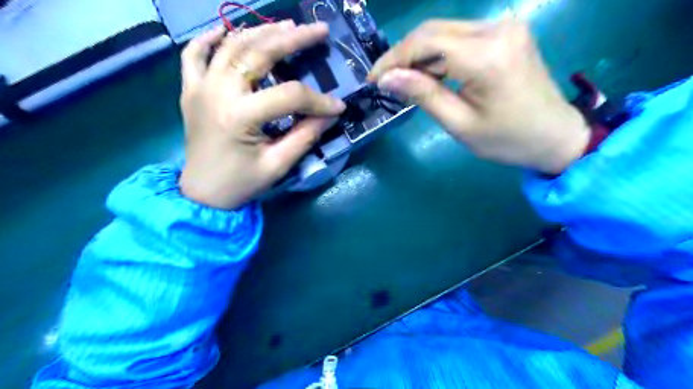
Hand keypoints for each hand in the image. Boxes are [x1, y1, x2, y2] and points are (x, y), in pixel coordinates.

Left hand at [178, 22, 346, 208]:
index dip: (318, 100)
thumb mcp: (278, 165)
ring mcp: (199, 87)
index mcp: (240, 116)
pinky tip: (226, 30)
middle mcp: (217, 92)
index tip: (338, 106)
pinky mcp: (190, 89)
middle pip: (258, 53)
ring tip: (288, 25)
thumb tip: (330, 115)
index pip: (289, 95)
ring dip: (261, 31)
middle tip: (319, 30)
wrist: (202, 193)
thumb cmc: (241, 183)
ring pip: (231, 45)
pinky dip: (210, 38)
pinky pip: (194, 54)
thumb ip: (305, 136)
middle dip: (293, 39)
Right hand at [367, 19, 589, 172]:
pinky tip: (429, 74)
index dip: (394, 58)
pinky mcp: (505, 32)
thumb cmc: (507, 140)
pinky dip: (438, 54)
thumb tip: (387, 78)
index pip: (426, 42)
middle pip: (434, 30)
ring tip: (403, 81)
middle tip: (384, 80)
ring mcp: (504, 27)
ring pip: (445, 31)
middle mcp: (497, 29)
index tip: (373, 78)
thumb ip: (423, 95)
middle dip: (403, 54)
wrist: (555, 135)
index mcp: (487, 56)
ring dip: (419, 54)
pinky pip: (460, 36)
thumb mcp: (460, 124)